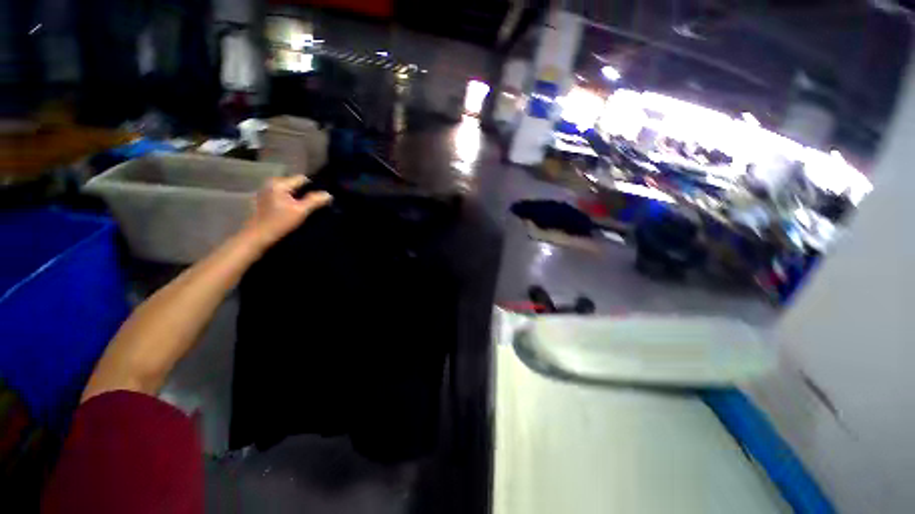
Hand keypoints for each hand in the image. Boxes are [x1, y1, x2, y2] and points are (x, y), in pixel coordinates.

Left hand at [243, 175, 331, 250]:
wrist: (258, 236)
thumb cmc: (279, 223)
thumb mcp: (301, 211)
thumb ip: (315, 201)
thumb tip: (328, 194)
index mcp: (279, 183)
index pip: (302, 179)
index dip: (314, 187)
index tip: (321, 199)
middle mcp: (272, 183)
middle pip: (296, 184)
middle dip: (306, 193)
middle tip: (316, 205)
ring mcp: (267, 191)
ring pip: (290, 191)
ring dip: (299, 198)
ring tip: (307, 208)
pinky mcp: (265, 200)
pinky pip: (284, 196)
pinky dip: (291, 201)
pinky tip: (295, 211)